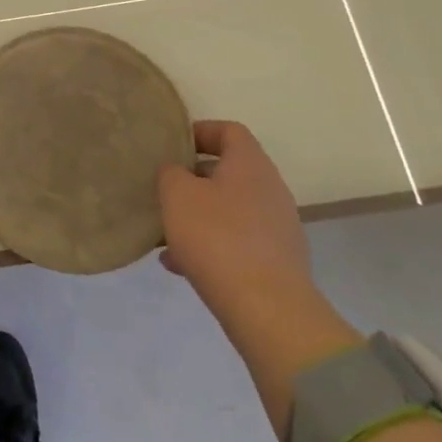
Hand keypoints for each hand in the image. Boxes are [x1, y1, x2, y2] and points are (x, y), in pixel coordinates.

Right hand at [158, 121, 331, 342]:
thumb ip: (171, 173)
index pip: (229, 130)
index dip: (200, 132)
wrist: (268, 311)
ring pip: (230, 210)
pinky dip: (211, 246)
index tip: (172, 146)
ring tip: (166, 233)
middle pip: (229, 172)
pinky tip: (180, 265)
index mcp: (250, 164)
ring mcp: (278, 228)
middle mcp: (270, 189)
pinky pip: (237, 243)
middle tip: (164, 190)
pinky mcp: (277, 263)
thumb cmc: (217, 237)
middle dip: (194, 179)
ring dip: (199, 216)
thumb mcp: (177, 194)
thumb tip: (176, 172)